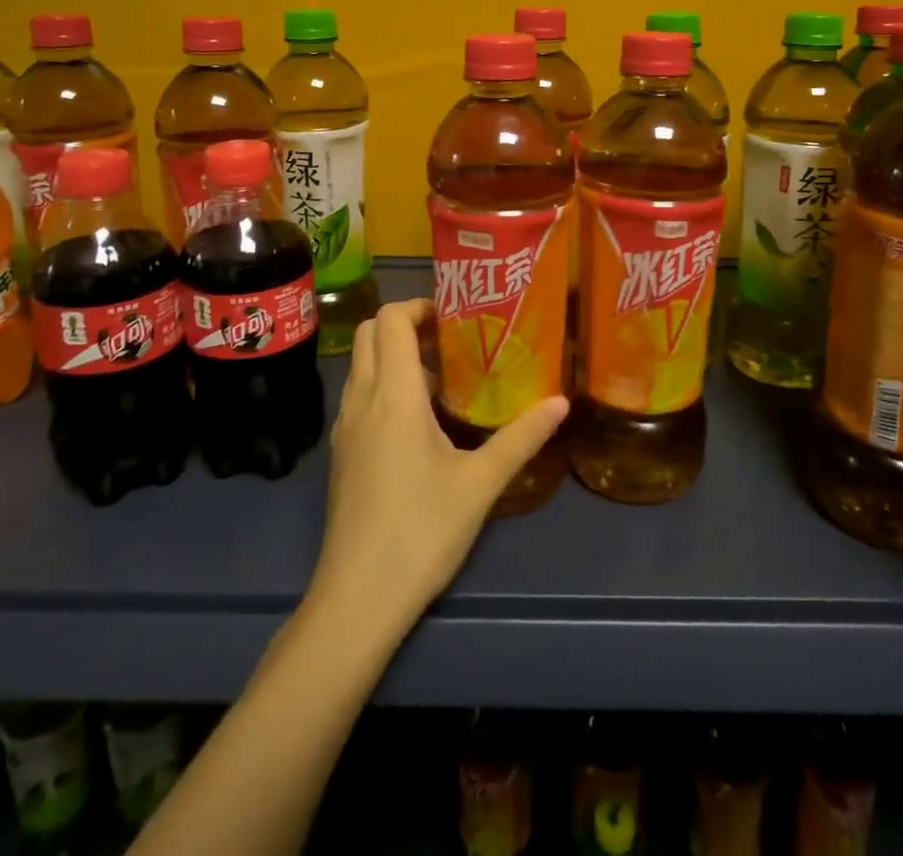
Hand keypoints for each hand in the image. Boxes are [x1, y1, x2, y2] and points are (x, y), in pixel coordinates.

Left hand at [305, 299, 567, 638]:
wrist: (359, 597)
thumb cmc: (422, 532)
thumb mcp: (481, 484)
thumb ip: (521, 438)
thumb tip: (561, 403)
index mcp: (393, 395)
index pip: (390, 319)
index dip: (419, 306)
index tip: (454, 318)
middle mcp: (361, 399)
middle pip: (370, 333)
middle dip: (405, 324)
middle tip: (448, 342)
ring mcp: (345, 426)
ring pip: (361, 364)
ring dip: (393, 356)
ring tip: (441, 380)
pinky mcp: (341, 451)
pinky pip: (358, 394)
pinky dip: (382, 385)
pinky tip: (417, 422)